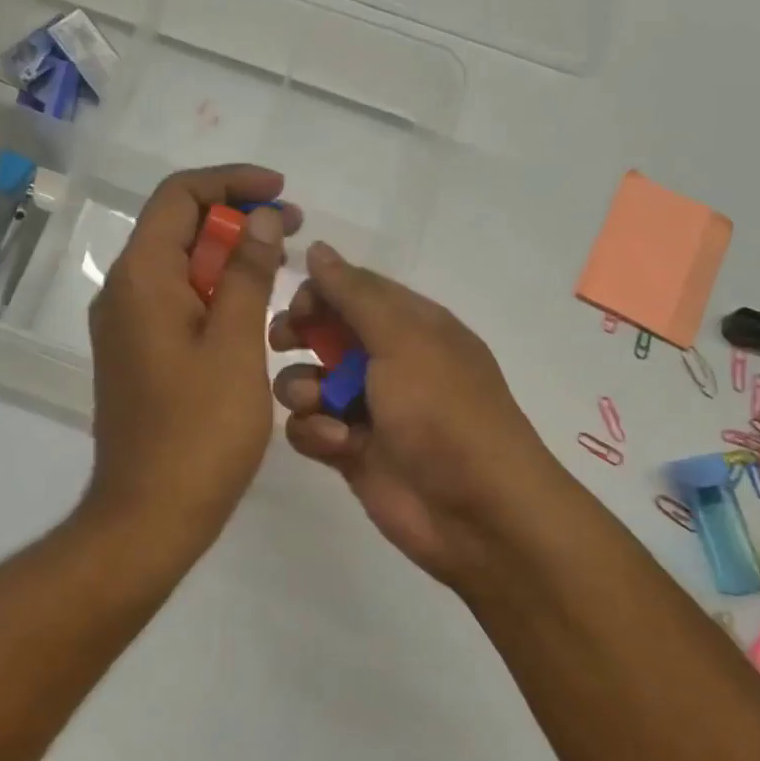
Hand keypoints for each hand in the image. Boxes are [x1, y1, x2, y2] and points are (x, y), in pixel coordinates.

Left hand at [84, 165, 300, 551]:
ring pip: (176, 265)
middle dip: (235, 217)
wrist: (149, 514)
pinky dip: (211, 289)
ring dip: (226, 255)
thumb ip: (247, 274)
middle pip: (176, 227)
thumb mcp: (235, 345)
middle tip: (292, 228)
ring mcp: (124, 325)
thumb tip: (261, 219)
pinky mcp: (135, 354)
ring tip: (280, 262)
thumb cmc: (199, 431)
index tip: (280, 192)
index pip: (179, 196)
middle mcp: (122, 291)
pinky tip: (250, 306)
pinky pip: (172, 301)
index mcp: (141, 277)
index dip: (231, 181)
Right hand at [269, 242, 570, 589]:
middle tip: (284, 343)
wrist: (476, 511)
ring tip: (321, 406)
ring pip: (308, 382)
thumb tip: (318, 249)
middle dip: (299, 335)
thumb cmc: (443, 411)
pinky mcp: (349, 451)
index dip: (319, 293)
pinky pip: (309, 428)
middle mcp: (387, 362)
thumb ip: (355, 294)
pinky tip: (336, 444)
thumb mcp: (404, 339)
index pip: (353, 291)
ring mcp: (367, 408)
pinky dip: (315, 432)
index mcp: (411, 326)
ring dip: (303, 389)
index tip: (296, 307)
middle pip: (324, 333)